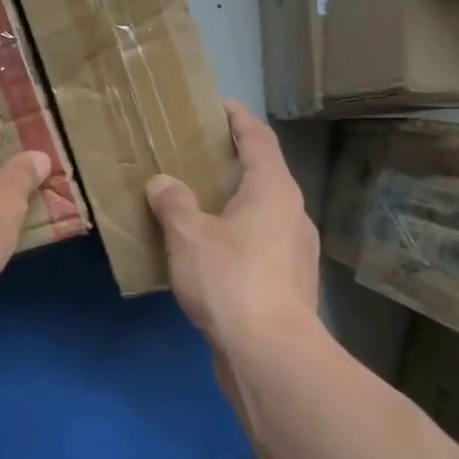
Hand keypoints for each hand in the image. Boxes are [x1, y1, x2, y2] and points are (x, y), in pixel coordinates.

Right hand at [145, 101, 322, 358]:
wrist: (270, 353)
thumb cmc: (231, 280)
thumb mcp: (188, 235)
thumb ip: (173, 203)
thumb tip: (163, 183)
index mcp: (273, 191)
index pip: (258, 139)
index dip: (238, 119)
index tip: (217, 105)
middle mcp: (292, 215)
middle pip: (262, 176)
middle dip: (230, 164)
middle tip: (194, 157)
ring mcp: (295, 252)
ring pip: (260, 215)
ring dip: (231, 205)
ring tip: (193, 206)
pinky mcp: (288, 284)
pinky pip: (257, 246)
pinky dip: (233, 238)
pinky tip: (204, 255)